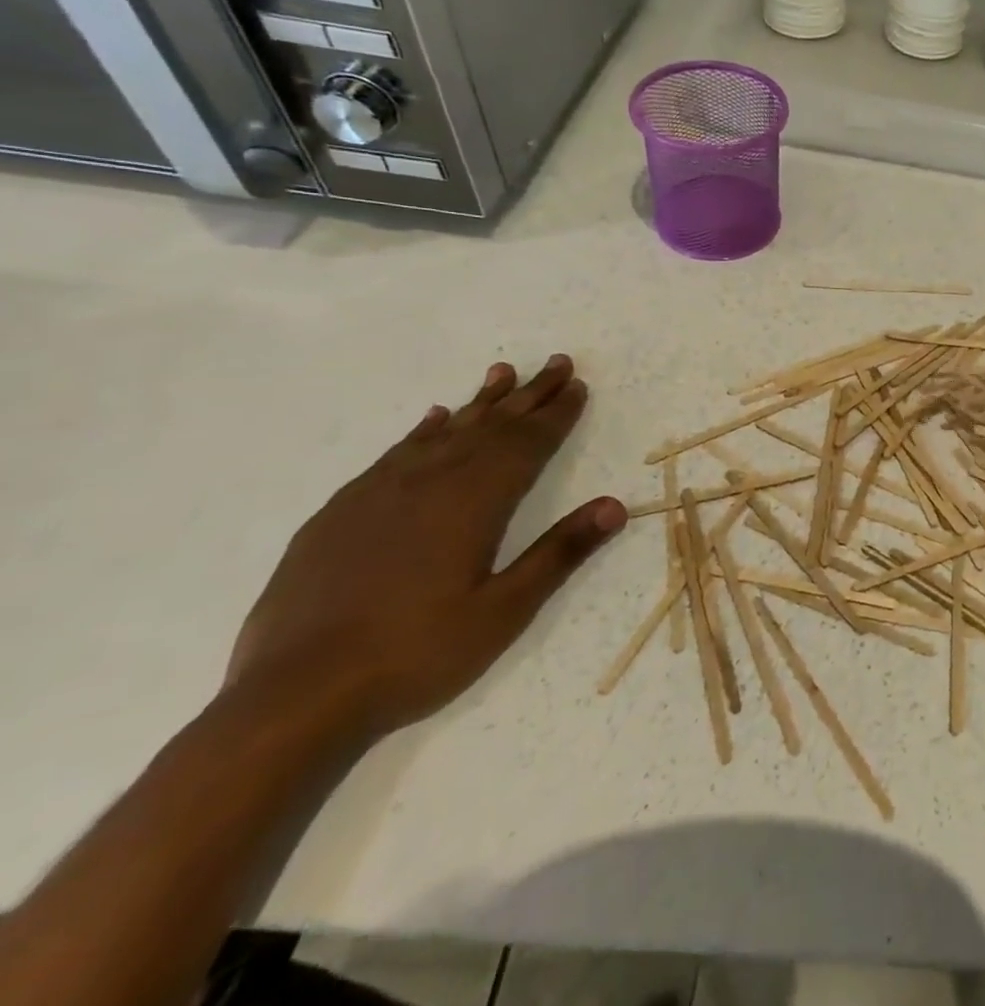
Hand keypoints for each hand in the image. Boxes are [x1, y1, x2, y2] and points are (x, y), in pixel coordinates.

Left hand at [225, 355, 626, 741]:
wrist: (293, 698)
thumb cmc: (415, 654)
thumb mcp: (504, 611)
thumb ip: (560, 552)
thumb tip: (615, 505)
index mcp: (473, 503)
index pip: (527, 444)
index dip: (557, 414)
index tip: (579, 385)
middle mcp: (429, 483)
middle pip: (491, 426)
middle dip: (529, 393)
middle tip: (558, 362)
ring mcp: (378, 494)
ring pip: (444, 431)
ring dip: (480, 402)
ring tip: (503, 372)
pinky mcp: (340, 513)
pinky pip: (395, 454)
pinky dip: (423, 430)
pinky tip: (434, 419)